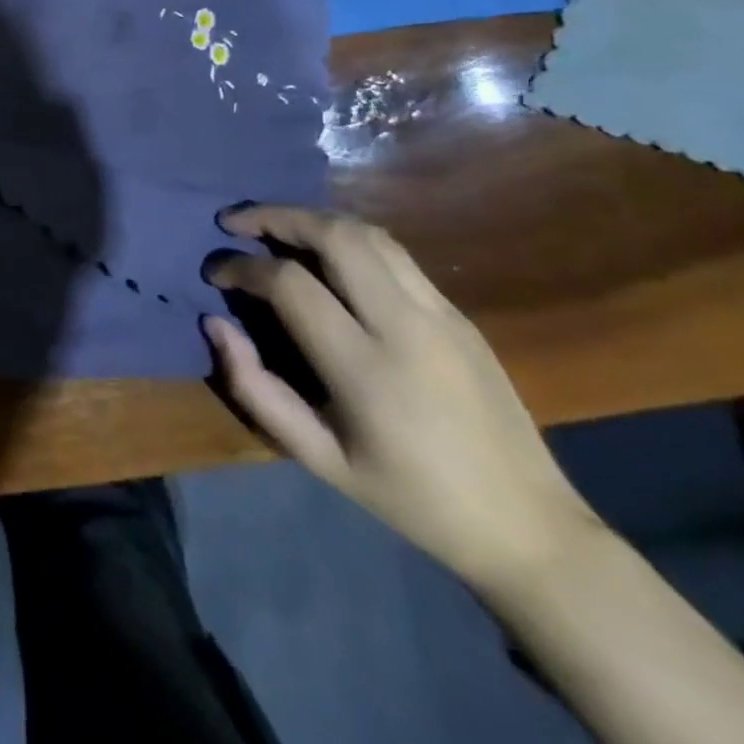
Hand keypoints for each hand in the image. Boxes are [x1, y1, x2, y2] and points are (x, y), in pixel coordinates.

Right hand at [202, 206, 598, 591]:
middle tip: (236, 222)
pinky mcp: (459, 313)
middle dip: (276, 216)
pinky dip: (346, 237)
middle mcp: (406, 326)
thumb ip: (256, 389)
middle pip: (335, 235)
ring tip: (275, 226)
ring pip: (369, 233)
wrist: (528, 527)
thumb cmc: (410, 498)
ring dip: (313, 219)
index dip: (241, 267)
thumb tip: (215, 324)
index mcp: (367, 370)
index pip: (290, 284)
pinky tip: (324, 253)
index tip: (214, 272)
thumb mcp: (318, 458)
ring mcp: (441, 313)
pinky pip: (394, 254)